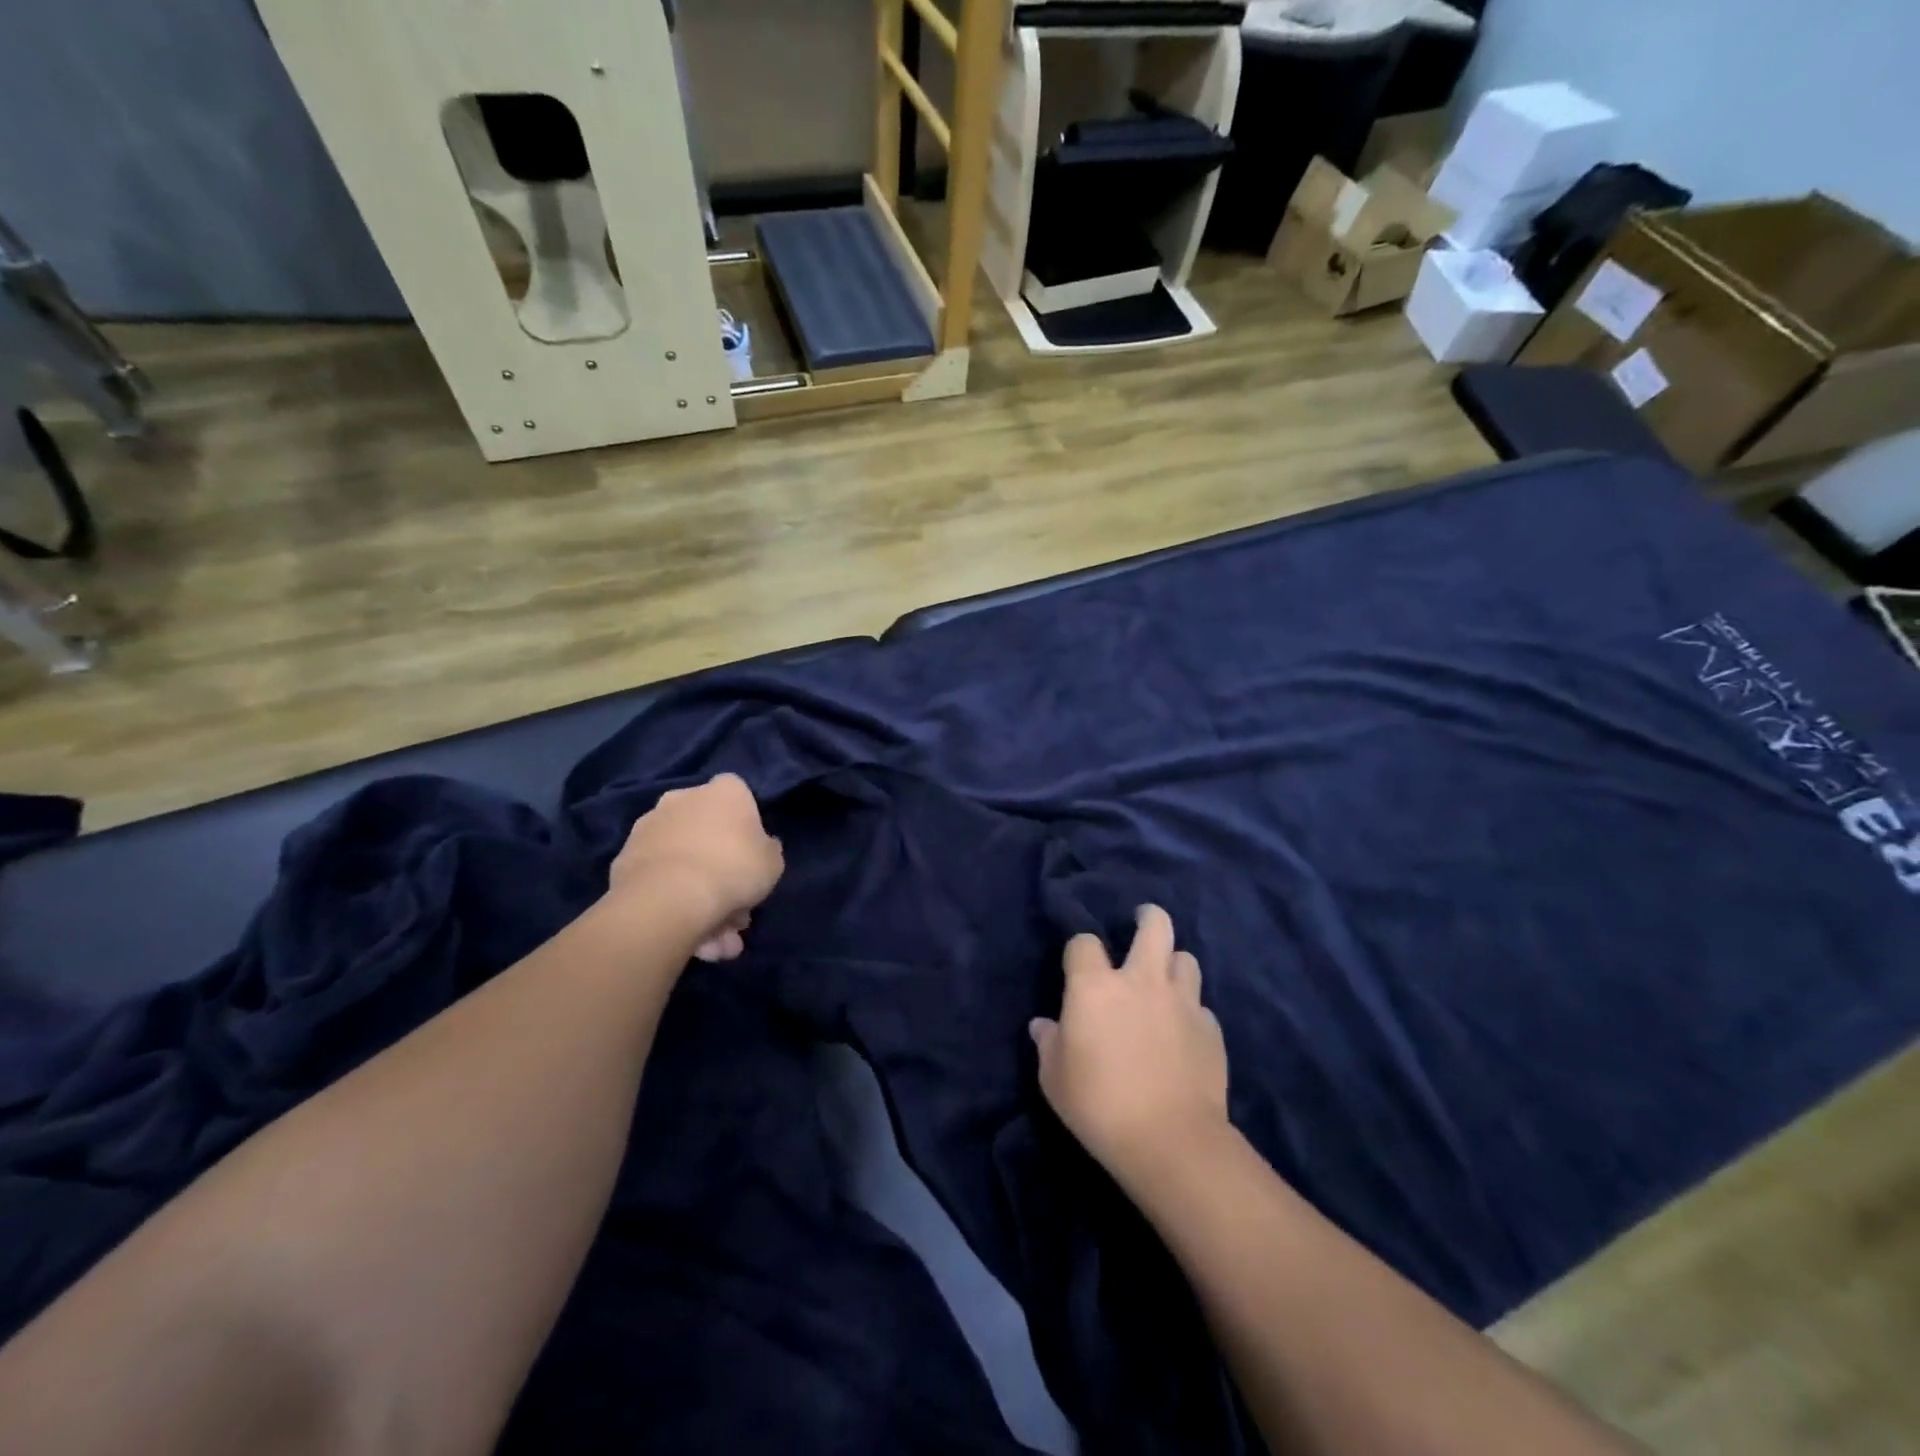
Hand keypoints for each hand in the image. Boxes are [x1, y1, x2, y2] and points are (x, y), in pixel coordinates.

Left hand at [608, 774, 783, 961]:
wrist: (670, 898)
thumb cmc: (734, 869)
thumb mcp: (773, 863)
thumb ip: (767, 850)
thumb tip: (760, 847)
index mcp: (724, 791)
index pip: (738, 793)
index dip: (745, 822)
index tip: (750, 851)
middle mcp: (683, 797)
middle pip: (706, 829)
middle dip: (720, 866)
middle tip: (734, 907)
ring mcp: (649, 825)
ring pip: (682, 857)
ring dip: (696, 888)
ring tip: (712, 935)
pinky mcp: (624, 857)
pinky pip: (658, 876)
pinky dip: (671, 897)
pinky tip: (686, 930)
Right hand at [1030, 906, 1228, 1184]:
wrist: (1170, 1141)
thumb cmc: (1099, 1105)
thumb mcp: (1055, 1078)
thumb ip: (1049, 1044)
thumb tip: (1043, 1026)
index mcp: (1095, 986)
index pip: (1084, 942)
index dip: (1080, 950)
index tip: (1079, 964)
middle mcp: (1141, 980)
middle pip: (1155, 925)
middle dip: (1148, 918)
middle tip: (1141, 923)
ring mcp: (1182, 1001)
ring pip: (1186, 959)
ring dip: (1173, 965)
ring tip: (1165, 981)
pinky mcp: (1211, 1028)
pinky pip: (1201, 1006)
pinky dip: (1191, 1011)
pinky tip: (1184, 1032)